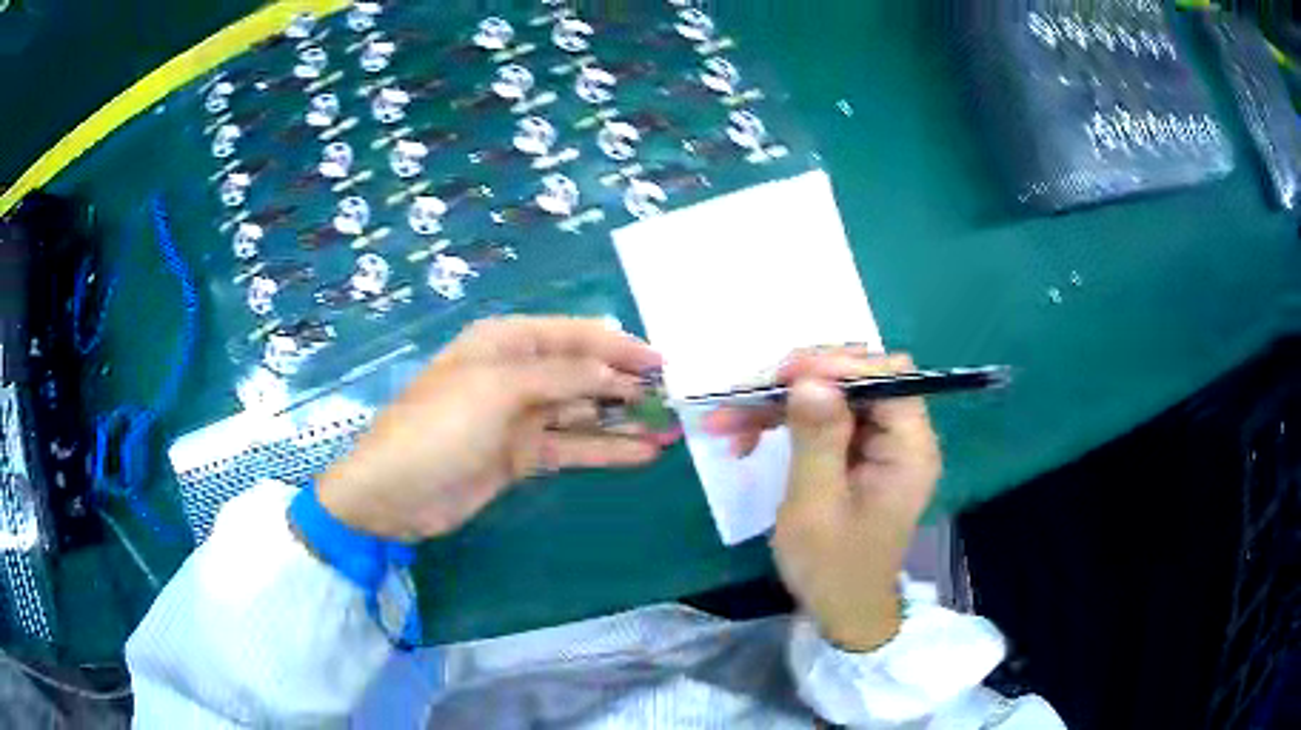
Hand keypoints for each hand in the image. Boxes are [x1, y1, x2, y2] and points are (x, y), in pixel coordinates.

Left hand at [317, 317, 668, 541]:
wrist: (394, 494)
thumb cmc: (439, 427)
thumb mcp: (497, 390)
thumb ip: (560, 377)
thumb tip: (615, 372)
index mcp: (505, 343)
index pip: (573, 335)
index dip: (618, 346)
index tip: (662, 362)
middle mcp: (516, 374)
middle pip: (581, 372)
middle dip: (627, 383)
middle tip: (675, 399)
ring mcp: (520, 418)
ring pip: (582, 412)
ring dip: (623, 420)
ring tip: (669, 428)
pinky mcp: (522, 456)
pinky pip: (572, 447)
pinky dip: (605, 450)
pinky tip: (642, 454)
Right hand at [704, 349, 941, 651]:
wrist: (841, 610)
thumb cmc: (832, 568)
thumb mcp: (816, 507)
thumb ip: (817, 439)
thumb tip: (810, 379)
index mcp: (909, 449)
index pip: (888, 376)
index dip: (839, 365)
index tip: (785, 375)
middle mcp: (902, 437)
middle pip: (857, 379)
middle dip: (799, 382)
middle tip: (748, 393)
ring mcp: (879, 444)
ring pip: (832, 396)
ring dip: (779, 403)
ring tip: (727, 421)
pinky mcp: (857, 454)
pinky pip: (822, 420)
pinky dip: (783, 423)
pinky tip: (744, 438)